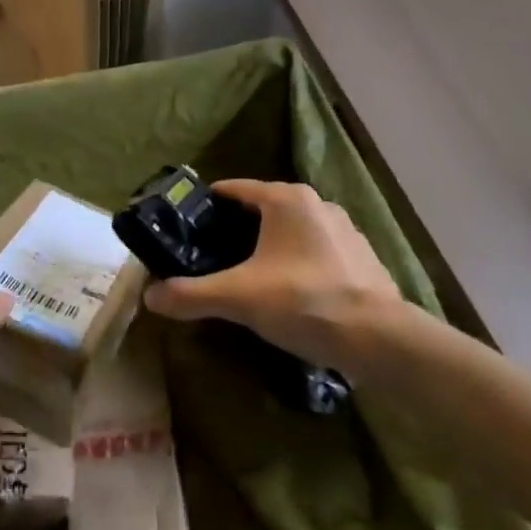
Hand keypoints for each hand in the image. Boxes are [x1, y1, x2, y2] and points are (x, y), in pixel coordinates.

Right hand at [143, 179, 406, 372]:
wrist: (381, 340)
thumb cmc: (304, 302)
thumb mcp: (238, 298)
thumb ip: (192, 294)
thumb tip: (150, 297)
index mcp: (285, 199)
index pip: (233, 189)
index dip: (207, 207)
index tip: (187, 228)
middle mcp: (315, 203)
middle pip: (262, 208)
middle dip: (236, 230)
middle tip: (211, 257)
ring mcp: (343, 228)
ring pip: (291, 230)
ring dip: (269, 246)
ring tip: (248, 276)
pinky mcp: (362, 255)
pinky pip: (316, 249)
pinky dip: (298, 262)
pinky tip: (291, 292)